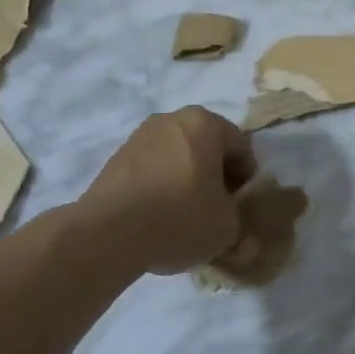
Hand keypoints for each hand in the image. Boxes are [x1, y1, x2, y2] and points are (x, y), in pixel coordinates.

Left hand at [74, 108, 257, 274]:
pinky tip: (158, 216)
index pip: (241, 147)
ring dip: (186, 179)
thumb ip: (238, 213)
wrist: (108, 233)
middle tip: (217, 208)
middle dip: (215, 174)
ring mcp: (139, 137)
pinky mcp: (116, 158)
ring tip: (185, 215)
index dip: (246, 178)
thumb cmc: (180, 218)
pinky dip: (160, 186)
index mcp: (205, 123)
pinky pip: (151, 169)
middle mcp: (172, 119)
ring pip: (177, 156)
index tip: (241, 205)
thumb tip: (227, 212)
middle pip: (206, 146)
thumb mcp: (228, 225)